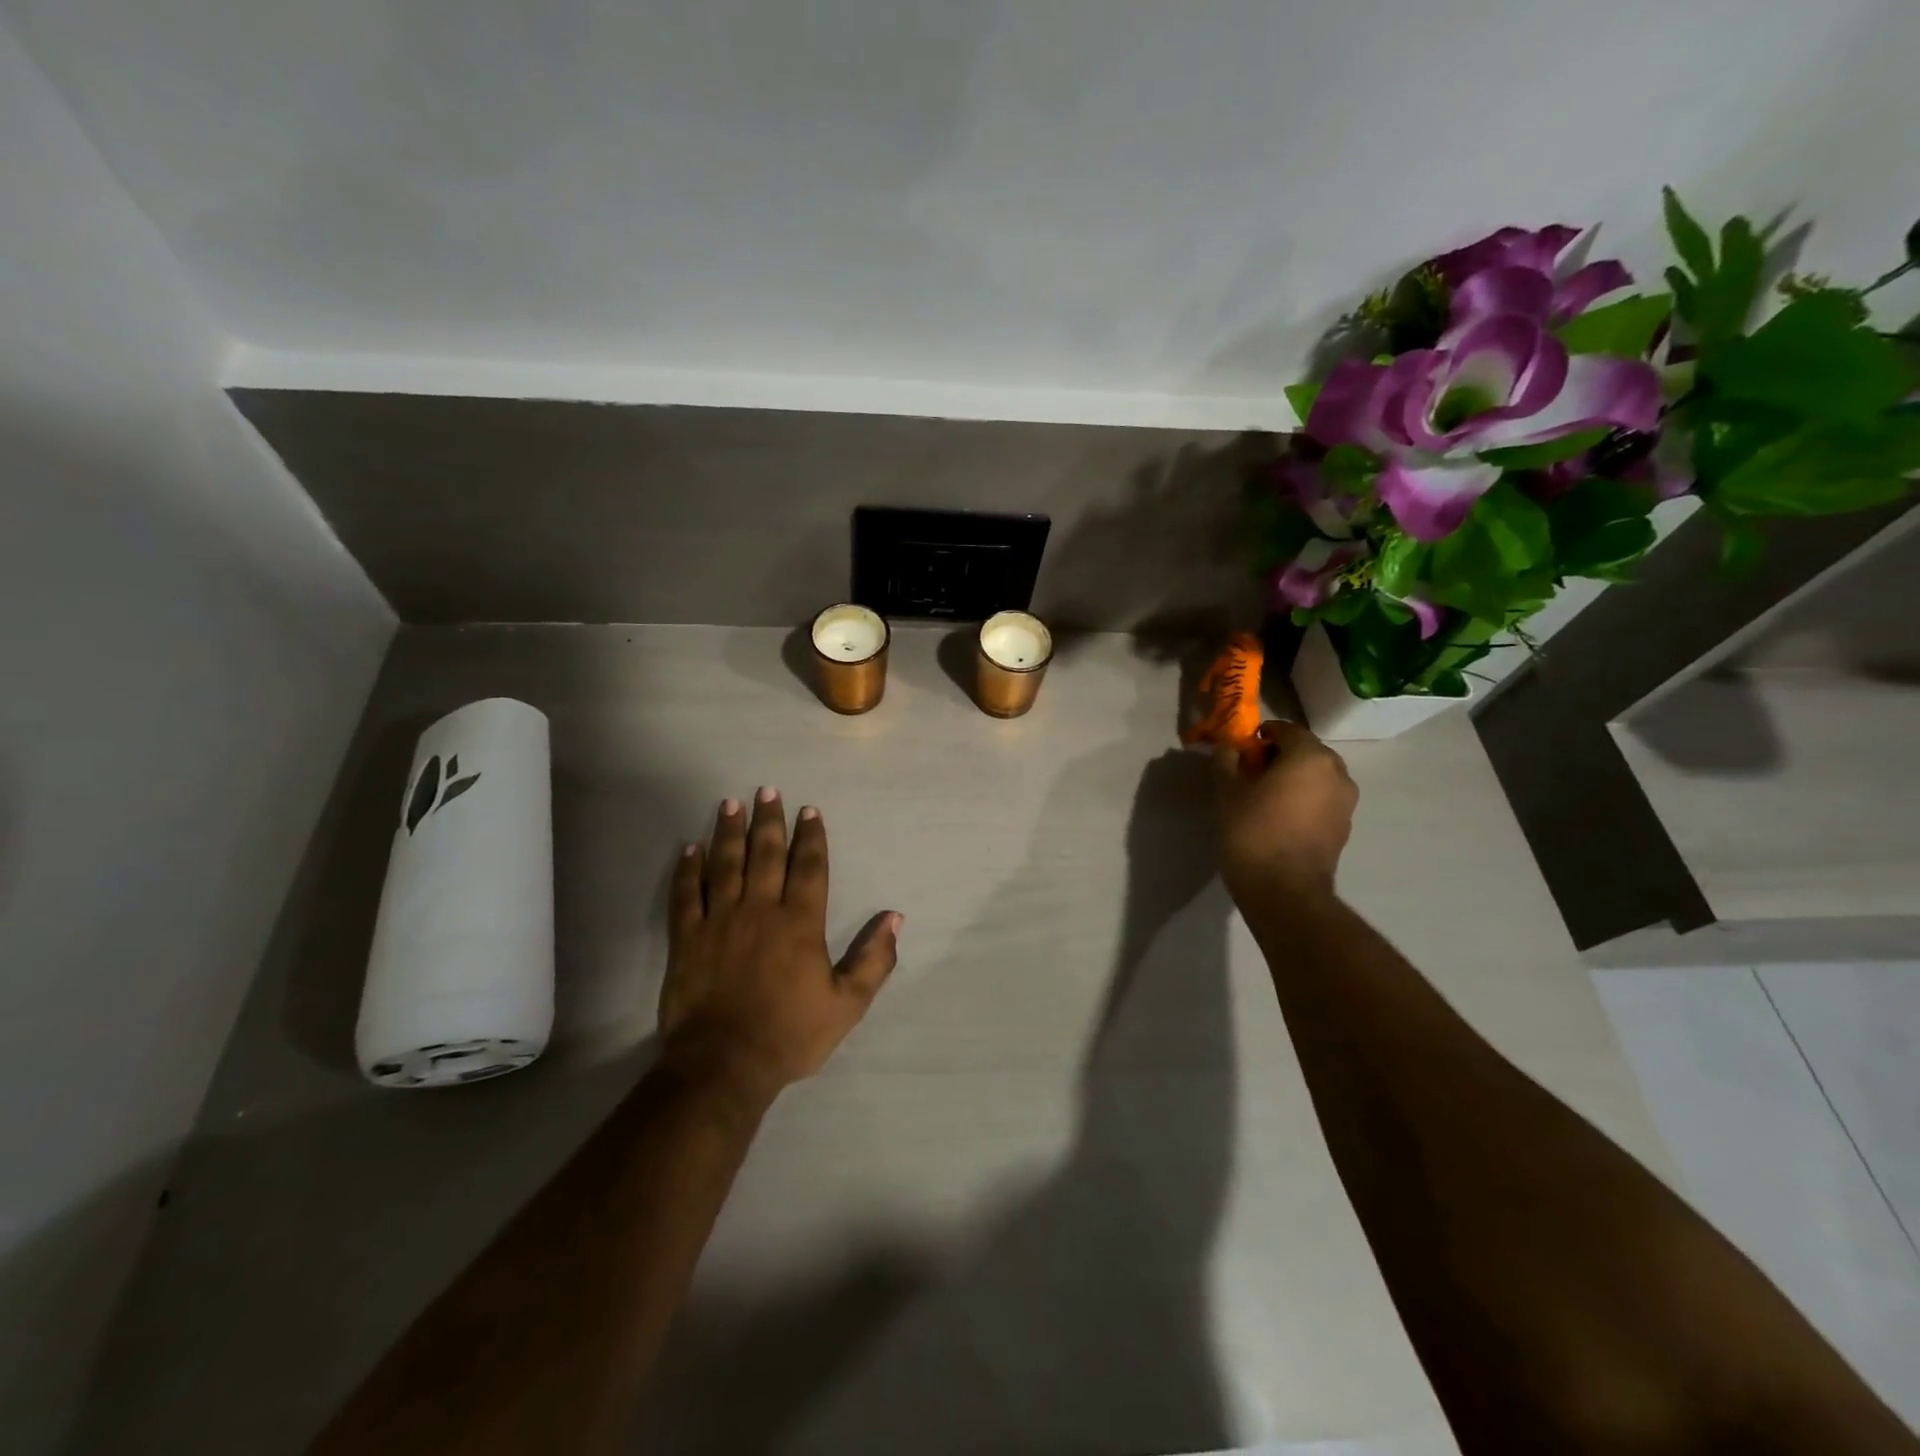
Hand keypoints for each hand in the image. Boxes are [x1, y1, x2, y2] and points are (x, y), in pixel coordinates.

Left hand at [661, 789, 900, 1098]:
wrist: (724, 1065)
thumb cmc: (790, 1034)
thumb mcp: (847, 1004)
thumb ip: (874, 959)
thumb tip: (895, 918)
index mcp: (800, 922)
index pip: (809, 867)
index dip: (811, 837)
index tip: (809, 810)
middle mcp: (760, 909)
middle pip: (766, 854)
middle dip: (769, 821)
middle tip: (768, 791)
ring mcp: (719, 921)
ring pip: (725, 864)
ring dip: (729, 832)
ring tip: (731, 804)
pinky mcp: (687, 938)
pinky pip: (686, 894)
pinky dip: (688, 869)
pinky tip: (690, 848)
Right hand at [1213, 720, 1357, 906]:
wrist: (1283, 891)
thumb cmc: (1252, 833)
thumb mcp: (1226, 792)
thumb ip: (1226, 760)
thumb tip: (1227, 746)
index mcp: (1310, 756)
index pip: (1286, 730)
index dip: (1261, 735)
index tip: (1241, 750)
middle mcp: (1337, 772)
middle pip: (1305, 751)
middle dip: (1279, 756)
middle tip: (1250, 772)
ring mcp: (1346, 801)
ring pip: (1316, 776)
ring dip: (1293, 778)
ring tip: (1264, 796)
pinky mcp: (1344, 826)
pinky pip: (1322, 799)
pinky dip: (1303, 799)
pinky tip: (1280, 816)